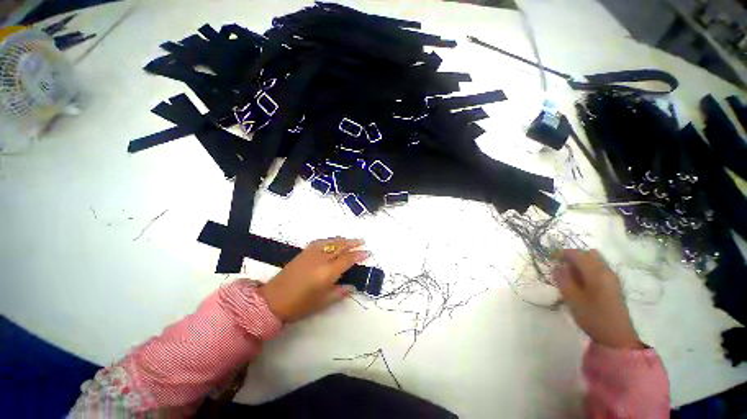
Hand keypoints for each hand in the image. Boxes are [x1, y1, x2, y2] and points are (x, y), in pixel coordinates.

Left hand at [258, 237, 369, 322]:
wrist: (273, 300)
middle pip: (341, 247)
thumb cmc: (300, 305)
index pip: (348, 259)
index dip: (359, 255)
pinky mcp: (304, 252)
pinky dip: (330, 240)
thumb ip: (340, 292)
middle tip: (362, 241)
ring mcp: (311, 253)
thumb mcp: (323, 302)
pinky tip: (333, 241)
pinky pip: (321, 242)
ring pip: (331, 242)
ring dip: (343, 240)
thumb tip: (352, 286)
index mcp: (327, 273)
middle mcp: (321, 259)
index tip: (368, 252)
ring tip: (351, 240)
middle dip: (353, 243)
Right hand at [553, 249, 642, 349]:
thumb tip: (557, 267)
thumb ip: (563, 280)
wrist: (617, 337)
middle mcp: (606, 271)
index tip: (550, 259)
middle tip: (561, 266)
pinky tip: (580, 282)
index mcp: (596, 272)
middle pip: (588, 254)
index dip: (562, 253)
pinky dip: (588, 270)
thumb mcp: (572, 298)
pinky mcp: (613, 286)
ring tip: (569, 275)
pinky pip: (599, 269)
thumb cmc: (593, 316)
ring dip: (581, 263)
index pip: (577, 254)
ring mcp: (612, 278)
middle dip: (573, 256)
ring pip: (595, 261)